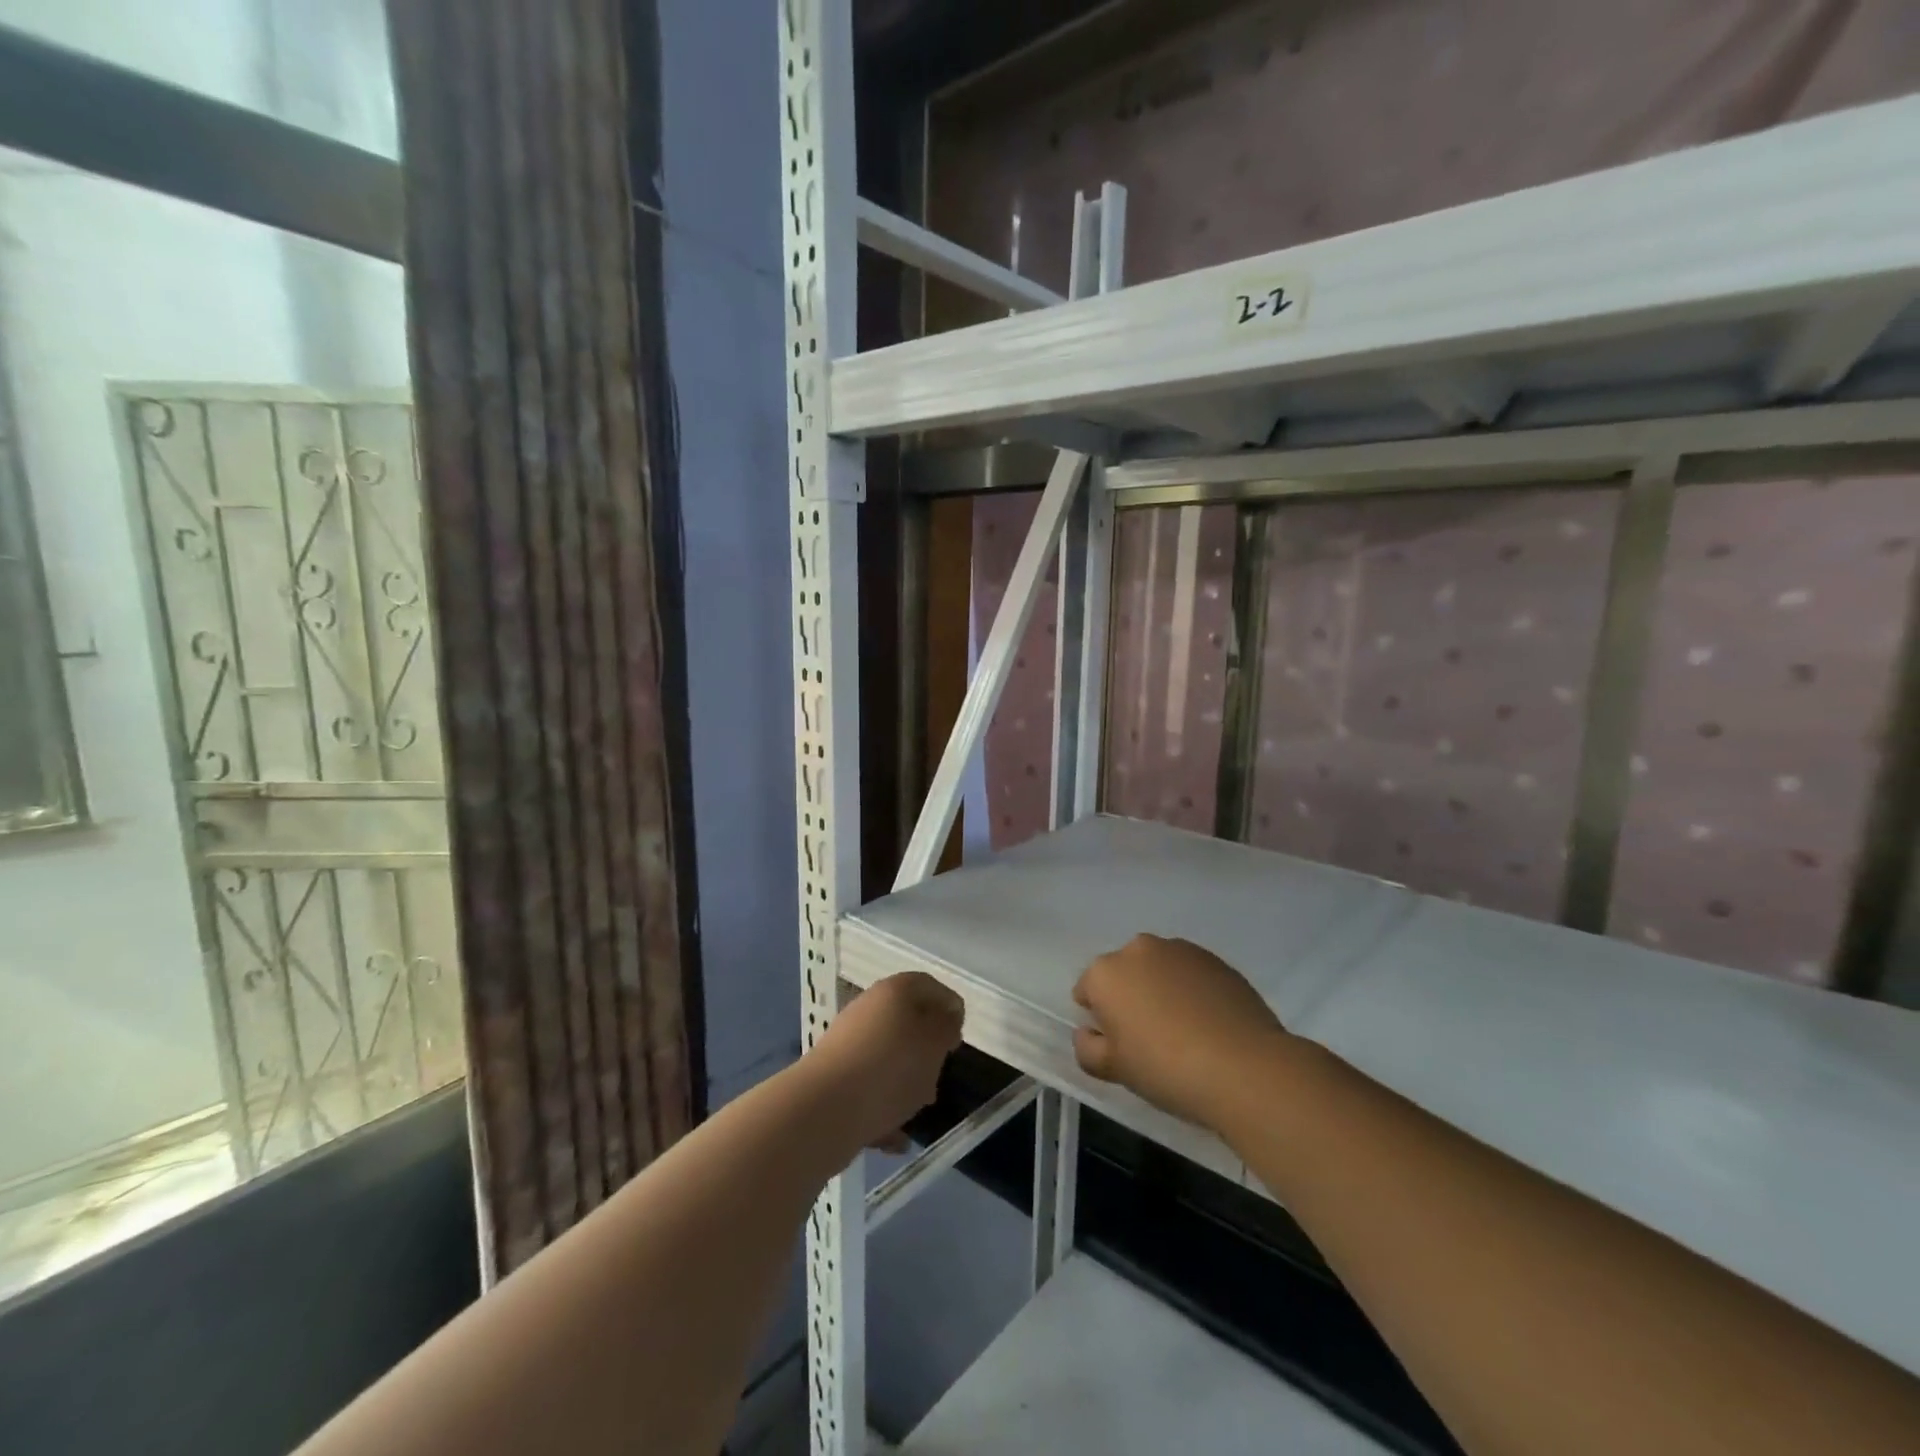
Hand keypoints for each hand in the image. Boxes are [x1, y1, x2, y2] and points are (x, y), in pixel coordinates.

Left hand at [807, 972, 964, 1150]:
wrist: (824, 1109)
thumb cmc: (891, 1068)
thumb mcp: (934, 1043)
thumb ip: (946, 1025)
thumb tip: (946, 1015)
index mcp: (894, 990)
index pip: (929, 986)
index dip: (949, 1008)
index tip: (958, 1039)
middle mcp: (868, 1008)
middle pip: (907, 1022)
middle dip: (927, 1050)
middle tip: (940, 1074)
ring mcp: (848, 1043)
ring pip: (888, 1057)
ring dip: (906, 1080)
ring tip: (918, 1108)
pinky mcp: (834, 1077)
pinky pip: (869, 1087)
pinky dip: (884, 1107)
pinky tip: (896, 1137)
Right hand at [1072, 934, 1292, 1130]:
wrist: (1245, 1068)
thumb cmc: (1166, 1068)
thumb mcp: (1113, 1070)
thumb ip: (1087, 1048)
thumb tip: (1090, 1033)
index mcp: (1106, 973)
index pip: (1087, 990)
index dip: (1099, 1019)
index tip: (1119, 1044)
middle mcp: (1139, 949)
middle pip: (1124, 973)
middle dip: (1130, 997)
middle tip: (1149, 1038)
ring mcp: (1180, 950)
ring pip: (1158, 969)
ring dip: (1161, 989)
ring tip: (1184, 1031)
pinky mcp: (1216, 959)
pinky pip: (1191, 974)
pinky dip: (1192, 991)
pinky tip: (1209, 1024)